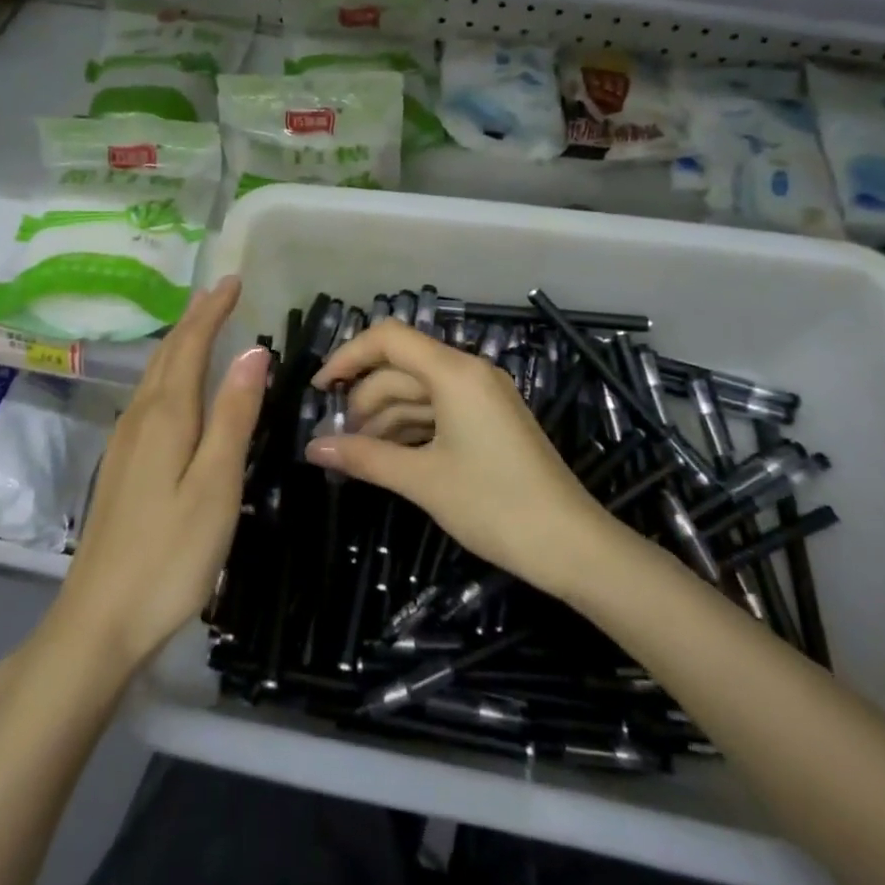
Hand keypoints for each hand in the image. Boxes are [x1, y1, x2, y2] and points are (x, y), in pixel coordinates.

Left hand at [53, 278, 268, 670]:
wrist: (99, 620)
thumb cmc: (170, 554)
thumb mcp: (216, 484)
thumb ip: (233, 416)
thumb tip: (253, 350)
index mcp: (166, 417)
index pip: (190, 345)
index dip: (212, 310)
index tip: (234, 280)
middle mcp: (140, 419)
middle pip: (167, 355)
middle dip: (194, 319)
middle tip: (220, 293)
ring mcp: (125, 444)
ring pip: (154, 376)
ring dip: (179, 343)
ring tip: (202, 326)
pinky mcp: (121, 467)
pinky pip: (149, 399)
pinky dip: (169, 374)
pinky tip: (176, 388)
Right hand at [305, 320, 612, 601]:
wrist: (572, 545)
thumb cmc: (494, 505)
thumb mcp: (423, 480)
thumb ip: (365, 457)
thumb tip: (313, 449)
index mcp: (455, 373)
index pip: (388, 339)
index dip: (348, 357)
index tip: (320, 391)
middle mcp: (469, 373)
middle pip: (401, 368)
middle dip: (365, 400)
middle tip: (338, 441)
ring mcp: (483, 396)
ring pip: (418, 392)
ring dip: (385, 418)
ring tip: (359, 456)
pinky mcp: (490, 420)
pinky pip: (439, 411)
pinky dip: (411, 429)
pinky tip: (390, 457)